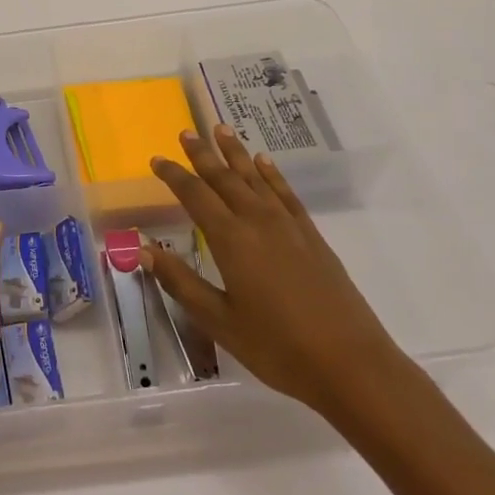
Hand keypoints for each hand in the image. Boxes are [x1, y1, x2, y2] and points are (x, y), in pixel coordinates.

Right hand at [146, 124, 413, 419]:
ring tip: (222, 129)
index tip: (157, 159)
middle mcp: (257, 221)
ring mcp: (288, 226)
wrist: (351, 364)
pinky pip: (285, 193)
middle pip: (224, 178)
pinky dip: (272, 174)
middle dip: (202, 154)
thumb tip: (144, 249)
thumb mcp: (219, 321)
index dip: (174, 176)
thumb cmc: (277, 347)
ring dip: (236, 153)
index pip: (195, 195)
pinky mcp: (311, 236)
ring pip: (255, 178)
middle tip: (187, 132)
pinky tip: (264, 162)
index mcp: (231, 239)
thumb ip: (181, 281)